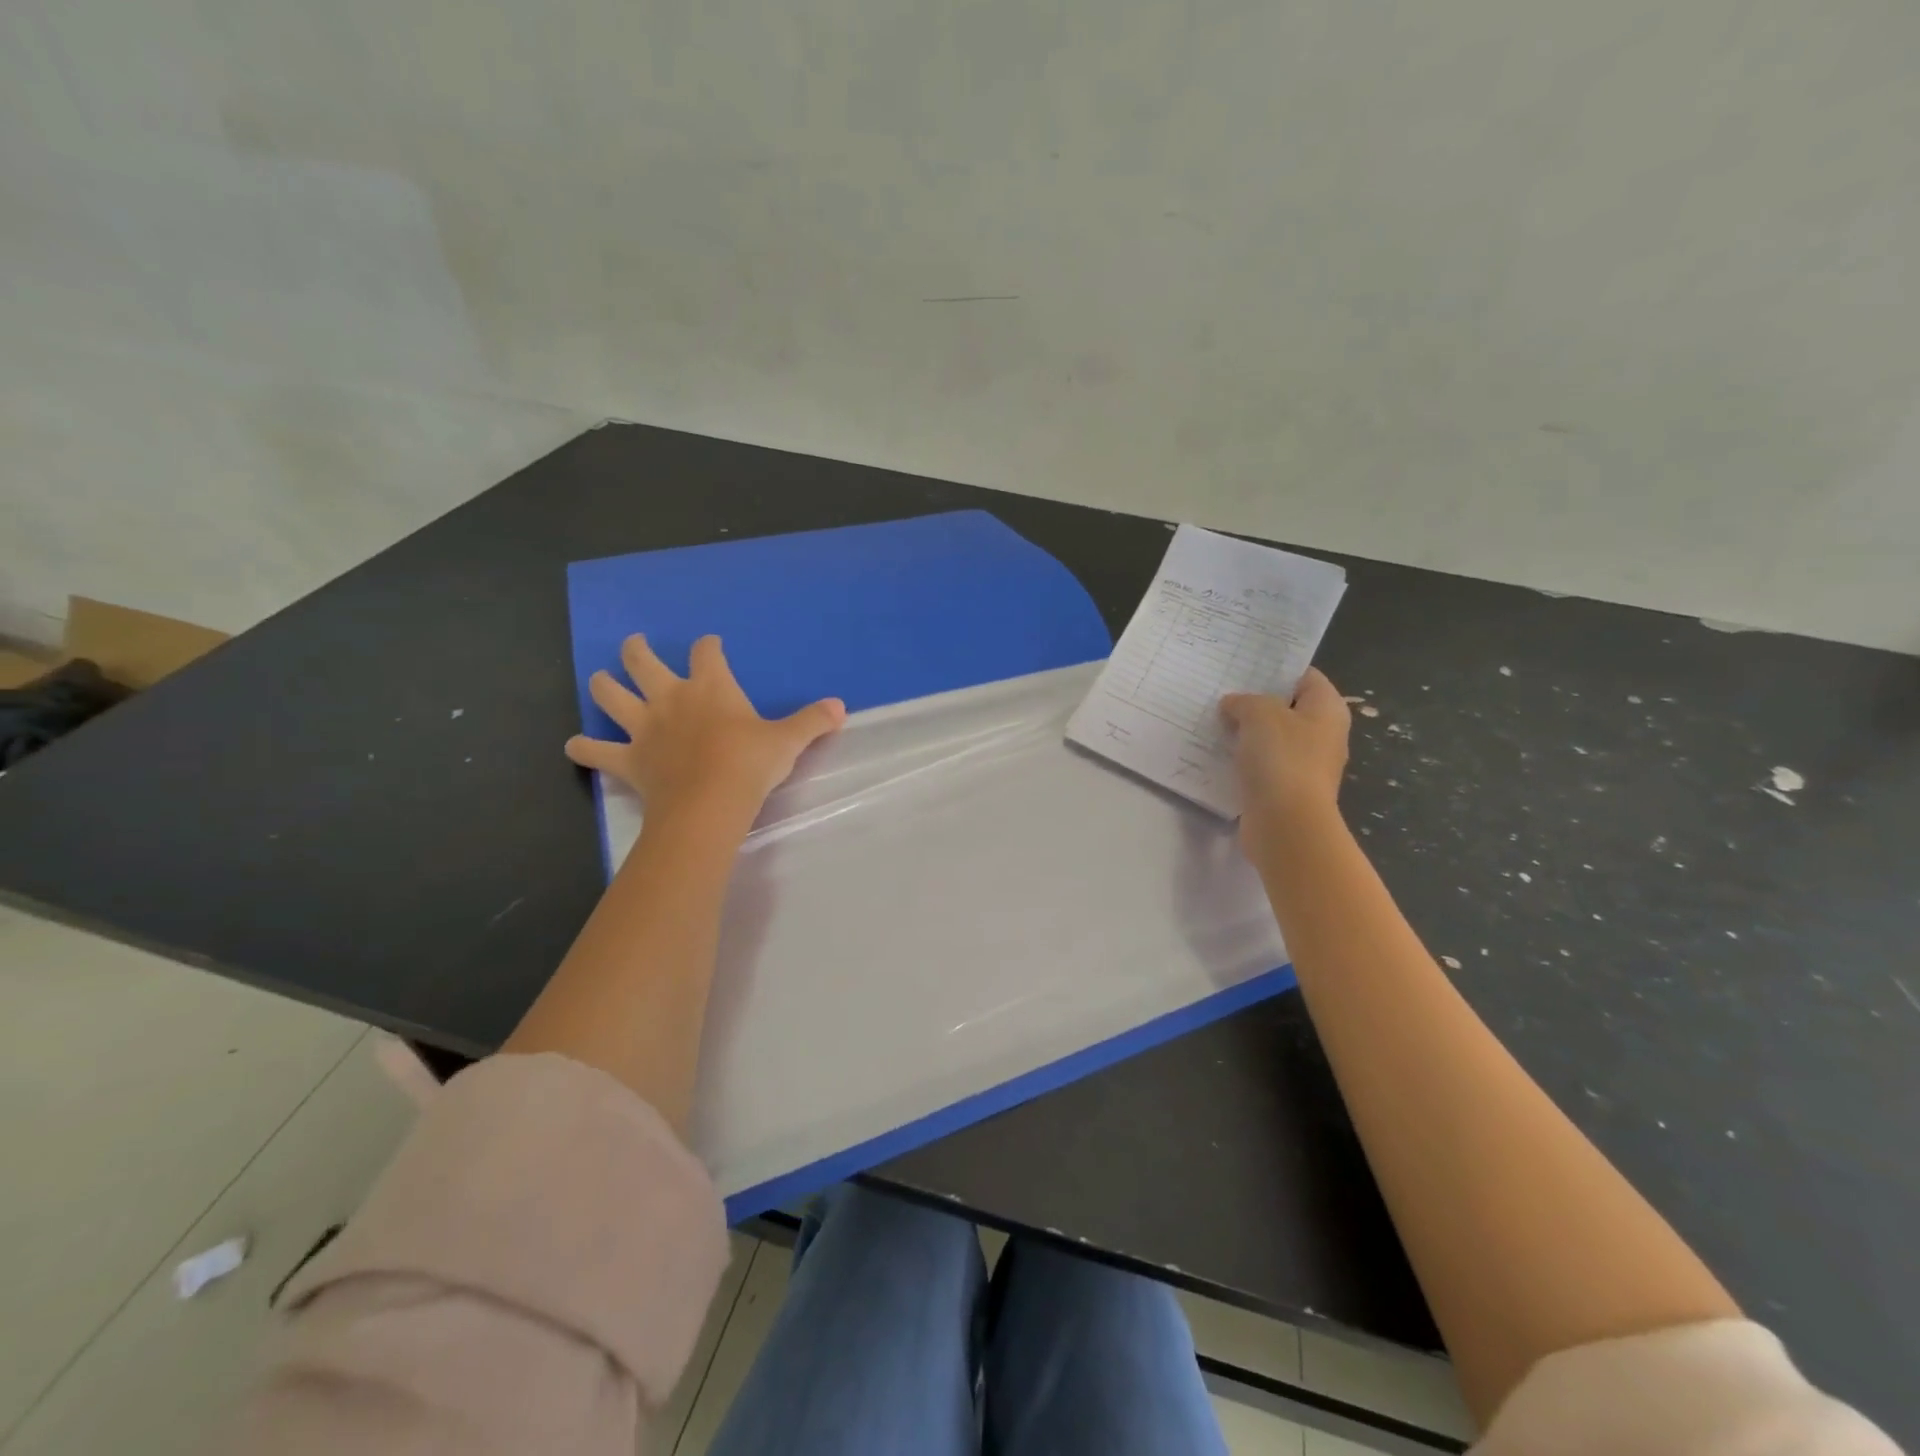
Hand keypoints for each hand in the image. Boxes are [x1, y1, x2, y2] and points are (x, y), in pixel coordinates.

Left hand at [566, 634, 845, 827]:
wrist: (711, 802)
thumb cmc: (750, 764)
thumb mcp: (788, 741)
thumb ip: (812, 721)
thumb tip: (841, 707)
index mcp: (710, 687)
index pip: (707, 653)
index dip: (709, 647)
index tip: (711, 646)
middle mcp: (671, 698)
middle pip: (643, 662)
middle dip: (637, 650)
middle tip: (635, 644)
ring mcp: (644, 728)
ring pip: (611, 696)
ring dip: (603, 686)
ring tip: (599, 679)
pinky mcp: (628, 760)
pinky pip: (597, 752)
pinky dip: (583, 749)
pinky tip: (574, 746)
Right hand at [1219, 667, 1350, 846]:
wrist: (1286, 824)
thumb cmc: (1282, 759)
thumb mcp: (1260, 714)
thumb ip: (1245, 701)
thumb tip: (1233, 705)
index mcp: (1327, 710)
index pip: (1305, 676)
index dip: (1276, 669)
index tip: (1244, 667)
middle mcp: (1322, 735)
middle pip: (1287, 708)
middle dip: (1256, 701)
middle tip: (1221, 692)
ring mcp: (1305, 765)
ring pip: (1272, 738)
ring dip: (1246, 732)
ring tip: (1213, 722)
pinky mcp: (1285, 790)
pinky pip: (1262, 766)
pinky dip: (1243, 760)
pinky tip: (1218, 755)